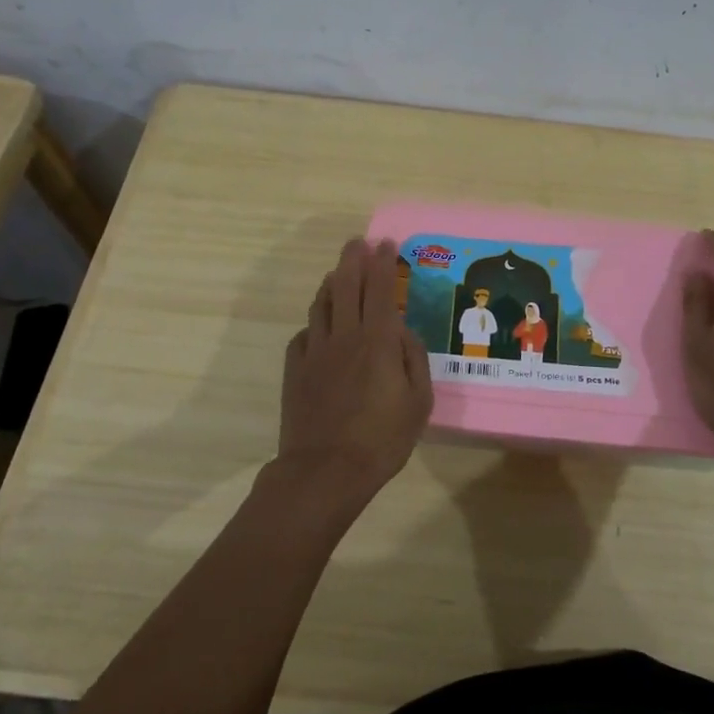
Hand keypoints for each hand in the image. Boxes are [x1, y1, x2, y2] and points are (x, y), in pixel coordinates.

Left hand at [276, 237, 433, 508]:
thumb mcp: (418, 402)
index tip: (385, 243)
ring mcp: (315, 351)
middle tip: (357, 243)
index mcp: (378, 341)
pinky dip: (314, 322)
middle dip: (353, 258)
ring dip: (331, 283)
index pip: (380, 288)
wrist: (325, 471)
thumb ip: (414, 358)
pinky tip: (319, 326)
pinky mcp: (295, 369)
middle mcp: (344, 335)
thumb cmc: (382, 438)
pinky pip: (304, 334)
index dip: (383, 262)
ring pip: (320, 304)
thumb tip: (403, 331)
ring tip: (338, 274)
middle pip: (345, 284)